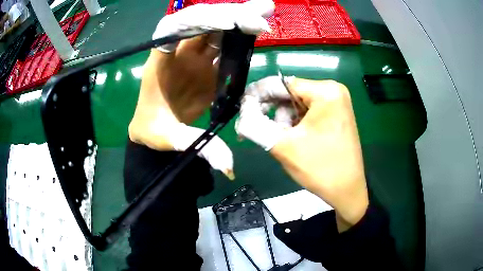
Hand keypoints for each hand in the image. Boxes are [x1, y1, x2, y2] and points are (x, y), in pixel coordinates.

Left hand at [129, 0, 273, 178]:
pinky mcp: (206, 62)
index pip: (170, 31)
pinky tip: (258, 27)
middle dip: (227, 15)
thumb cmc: (154, 130)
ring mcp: (193, 55)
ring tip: (264, 10)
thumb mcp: (170, 140)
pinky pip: (224, 42)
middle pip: (199, 22)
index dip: (195, 22)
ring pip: (215, 27)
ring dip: (238, 16)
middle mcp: (177, 52)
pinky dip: (241, 33)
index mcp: (159, 64)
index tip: (225, 23)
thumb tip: (229, 167)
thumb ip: (198, 147)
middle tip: (258, 15)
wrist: (154, 127)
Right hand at [235, 77, 368, 231]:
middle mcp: (333, 91)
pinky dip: (296, 124)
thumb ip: (255, 124)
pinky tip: (294, 140)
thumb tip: (241, 111)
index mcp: (326, 91)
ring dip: (284, 121)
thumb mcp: (283, 146)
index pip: (282, 84)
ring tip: (283, 142)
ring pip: (297, 104)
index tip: (242, 108)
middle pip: (290, 94)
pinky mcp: (336, 115)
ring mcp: (337, 103)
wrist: (347, 191)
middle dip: (273, 112)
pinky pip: (308, 112)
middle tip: (260, 130)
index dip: (258, 95)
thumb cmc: (320, 168)